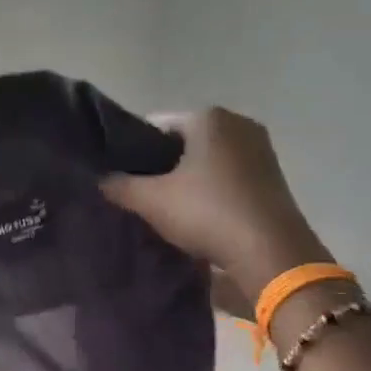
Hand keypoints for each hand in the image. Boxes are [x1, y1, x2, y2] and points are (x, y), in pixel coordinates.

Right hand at [101, 108, 329, 298]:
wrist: (270, 252)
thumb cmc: (207, 213)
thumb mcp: (151, 201)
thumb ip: (119, 186)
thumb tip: (99, 180)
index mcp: (208, 117)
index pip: (155, 125)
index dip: (133, 150)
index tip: (121, 176)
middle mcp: (238, 123)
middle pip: (183, 142)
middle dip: (161, 165)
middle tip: (139, 194)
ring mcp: (260, 149)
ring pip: (207, 160)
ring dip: (186, 180)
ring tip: (165, 207)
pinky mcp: (272, 177)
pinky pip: (228, 176)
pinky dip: (210, 190)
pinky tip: (196, 215)